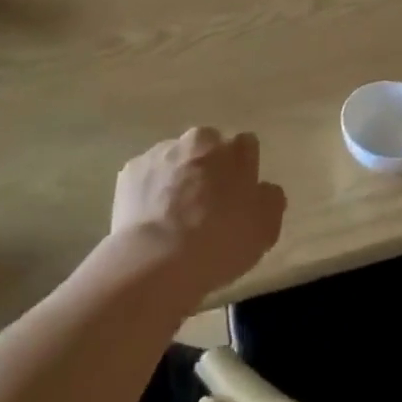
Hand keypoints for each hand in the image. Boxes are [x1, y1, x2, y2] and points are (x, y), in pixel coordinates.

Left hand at [110, 128, 285, 302]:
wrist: (156, 261)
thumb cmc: (219, 242)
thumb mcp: (265, 228)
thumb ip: (270, 199)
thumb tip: (264, 189)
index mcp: (235, 149)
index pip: (246, 147)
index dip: (244, 169)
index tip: (239, 194)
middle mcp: (199, 139)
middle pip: (208, 147)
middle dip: (208, 167)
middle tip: (206, 205)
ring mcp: (161, 152)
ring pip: (175, 160)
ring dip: (178, 178)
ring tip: (174, 218)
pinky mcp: (131, 171)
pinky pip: (146, 177)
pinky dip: (150, 192)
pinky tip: (151, 221)